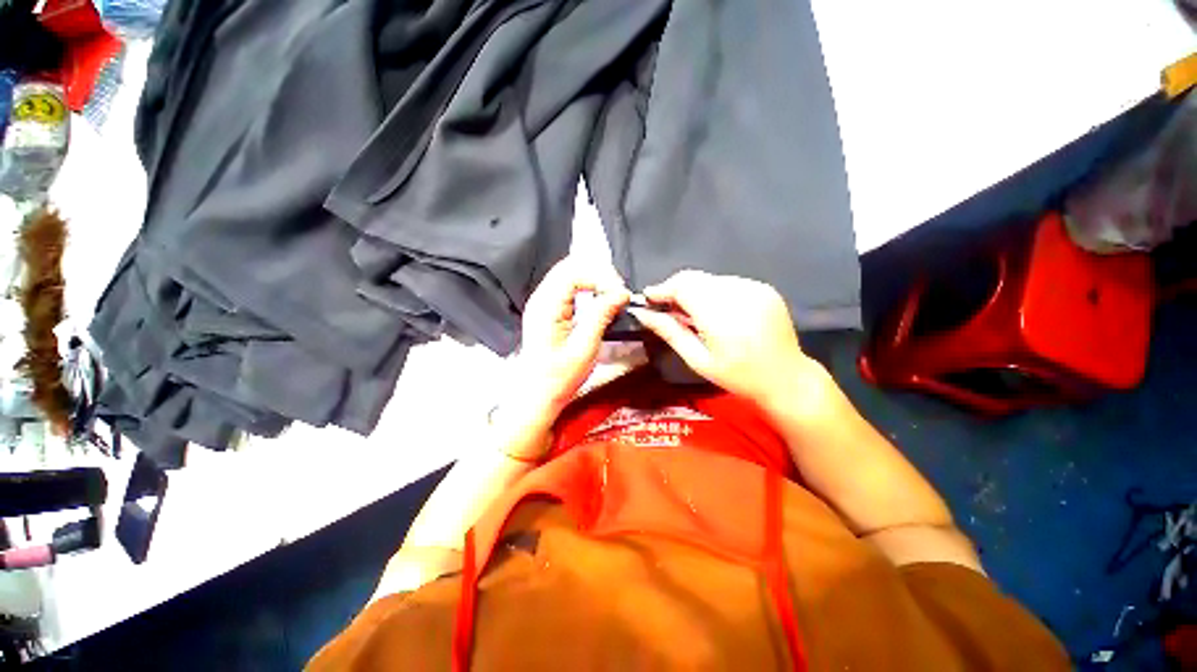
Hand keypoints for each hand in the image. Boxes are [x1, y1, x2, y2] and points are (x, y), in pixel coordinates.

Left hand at [512, 256, 628, 427]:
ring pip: (568, 274)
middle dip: (597, 273)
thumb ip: (601, 316)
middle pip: (569, 267)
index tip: (619, 293)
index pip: (573, 273)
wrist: (537, 395)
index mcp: (546, 307)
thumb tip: (621, 293)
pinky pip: (566, 287)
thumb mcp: (585, 348)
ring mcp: (541, 303)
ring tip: (611, 294)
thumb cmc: (559, 377)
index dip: (600, 277)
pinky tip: (597, 299)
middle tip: (617, 291)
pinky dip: (585, 287)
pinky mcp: (546, 310)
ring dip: (592, 279)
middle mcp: (540, 299)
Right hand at [629, 270, 813, 405]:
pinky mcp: (763, 288)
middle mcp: (738, 294)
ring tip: (691, 314)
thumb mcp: (698, 360)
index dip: (662, 289)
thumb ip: (670, 332)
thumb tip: (643, 314)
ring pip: (710, 279)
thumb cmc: (737, 376)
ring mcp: (754, 288)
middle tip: (666, 308)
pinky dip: (713, 292)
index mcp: (720, 315)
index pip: (682, 286)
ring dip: (694, 291)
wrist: (786, 378)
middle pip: (694, 278)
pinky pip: (728, 282)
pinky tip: (715, 312)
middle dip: (675, 289)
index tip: (648, 298)